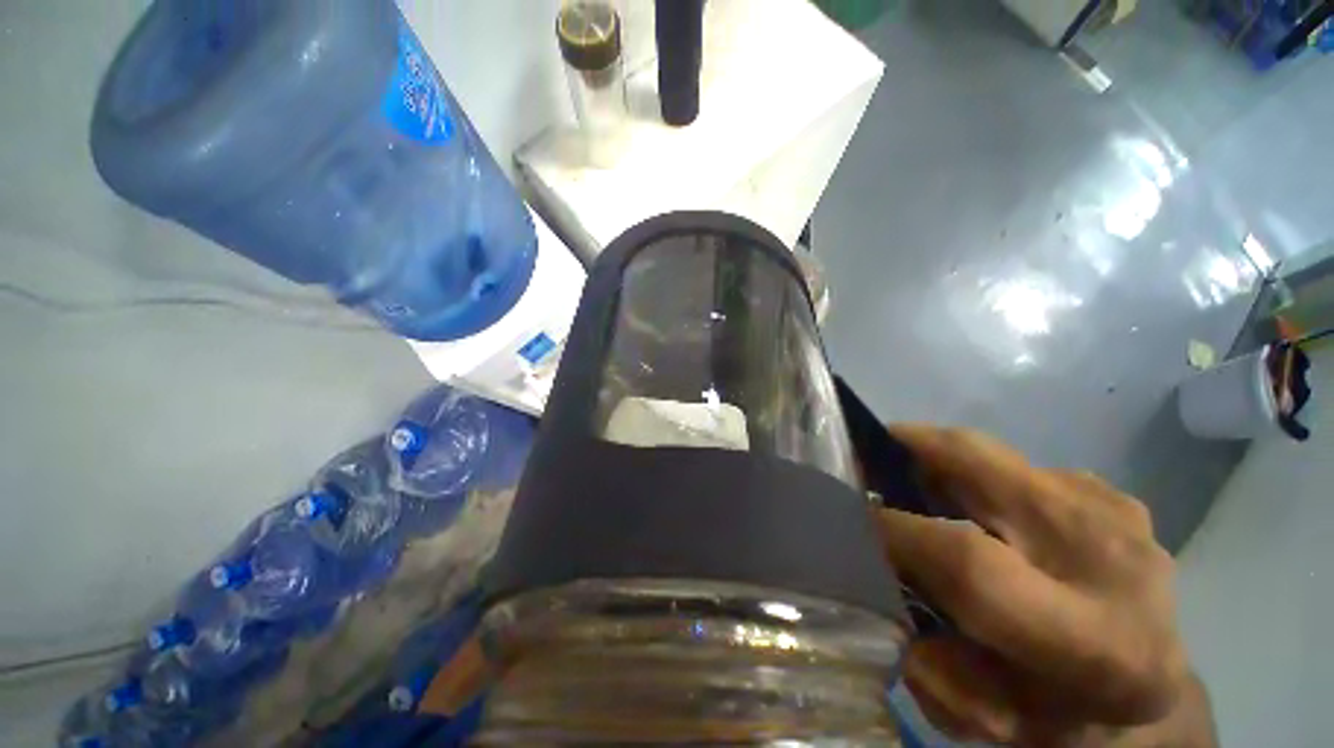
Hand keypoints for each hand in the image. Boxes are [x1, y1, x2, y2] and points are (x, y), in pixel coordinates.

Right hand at [876, 426, 1215, 746]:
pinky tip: (978, 508)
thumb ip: (926, 660)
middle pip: (986, 469)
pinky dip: (982, 478)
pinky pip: (1019, 467)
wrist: (1154, 697)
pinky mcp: (1112, 494)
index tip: (852, 516)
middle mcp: (1113, 560)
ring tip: (917, 483)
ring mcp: (1117, 514)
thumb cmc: (1063, 716)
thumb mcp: (985, 717)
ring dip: (944, 462)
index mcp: (1092, 642)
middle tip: (870, 451)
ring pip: (996, 456)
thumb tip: (880, 579)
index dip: (896, 531)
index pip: (969, 563)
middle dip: (913, 447)